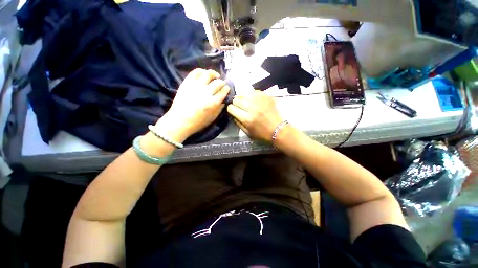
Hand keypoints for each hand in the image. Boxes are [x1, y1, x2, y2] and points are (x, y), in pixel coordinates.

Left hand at [155, 69, 229, 141]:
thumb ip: (220, 108)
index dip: (226, 89)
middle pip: (218, 82)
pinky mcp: (187, 83)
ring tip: (215, 76)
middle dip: (222, 82)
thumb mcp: (212, 118)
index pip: (224, 91)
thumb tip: (224, 99)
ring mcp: (196, 86)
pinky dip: (202, 71)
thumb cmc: (198, 122)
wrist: (179, 121)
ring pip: (208, 74)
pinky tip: (204, 74)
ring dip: (214, 74)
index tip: (226, 89)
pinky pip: (196, 72)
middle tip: (221, 84)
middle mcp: (206, 92)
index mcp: (213, 102)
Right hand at [227, 90, 283, 141]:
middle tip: (238, 106)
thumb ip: (238, 123)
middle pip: (237, 100)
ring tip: (244, 101)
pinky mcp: (266, 97)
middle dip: (235, 103)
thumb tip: (233, 114)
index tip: (232, 110)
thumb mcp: (247, 133)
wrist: (278, 129)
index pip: (232, 108)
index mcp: (247, 119)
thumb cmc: (262, 134)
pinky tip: (251, 98)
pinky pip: (254, 91)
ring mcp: (260, 101)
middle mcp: (252, 108)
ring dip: (242, 97)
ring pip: (244, 93)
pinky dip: (250, 94)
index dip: (230, 109)